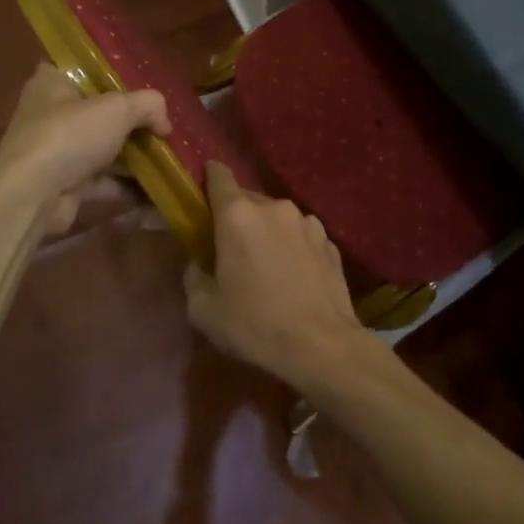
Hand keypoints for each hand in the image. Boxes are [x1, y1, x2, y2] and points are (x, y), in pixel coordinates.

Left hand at [0, 64, 169, 232]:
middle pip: (100, 112)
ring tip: (171, 158)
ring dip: (135, 156)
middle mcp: (51, 113)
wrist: (31, 196)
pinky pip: (104, 181)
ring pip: (104, 148)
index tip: (146, 85)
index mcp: (53, 81)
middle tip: (165, 126)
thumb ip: (149, 105)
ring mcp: (57, 151)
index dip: (117, 75)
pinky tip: (158, 190)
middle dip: (134, 122)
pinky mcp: (65, 184)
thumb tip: (165, 123)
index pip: (86, 69)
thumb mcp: (118, 108)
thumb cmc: (69, 135)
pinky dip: (128, 185)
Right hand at [185, 161, 366, 393]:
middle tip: (231, 248)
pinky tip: (293, 277)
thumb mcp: (203, 310)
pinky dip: (293, 247)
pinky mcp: (330, 242)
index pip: (219, 176)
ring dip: (267, 232)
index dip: (209, 177)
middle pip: (248, 200)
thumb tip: (199, 263)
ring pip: (277, 218)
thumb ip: (193, 276)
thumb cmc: (255, 326)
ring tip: (266, 266)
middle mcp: (275, 208)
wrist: (322, 347)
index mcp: (238, 216)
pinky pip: (301, 236)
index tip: (203, 188)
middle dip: (237, 217)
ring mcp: (307, 223)